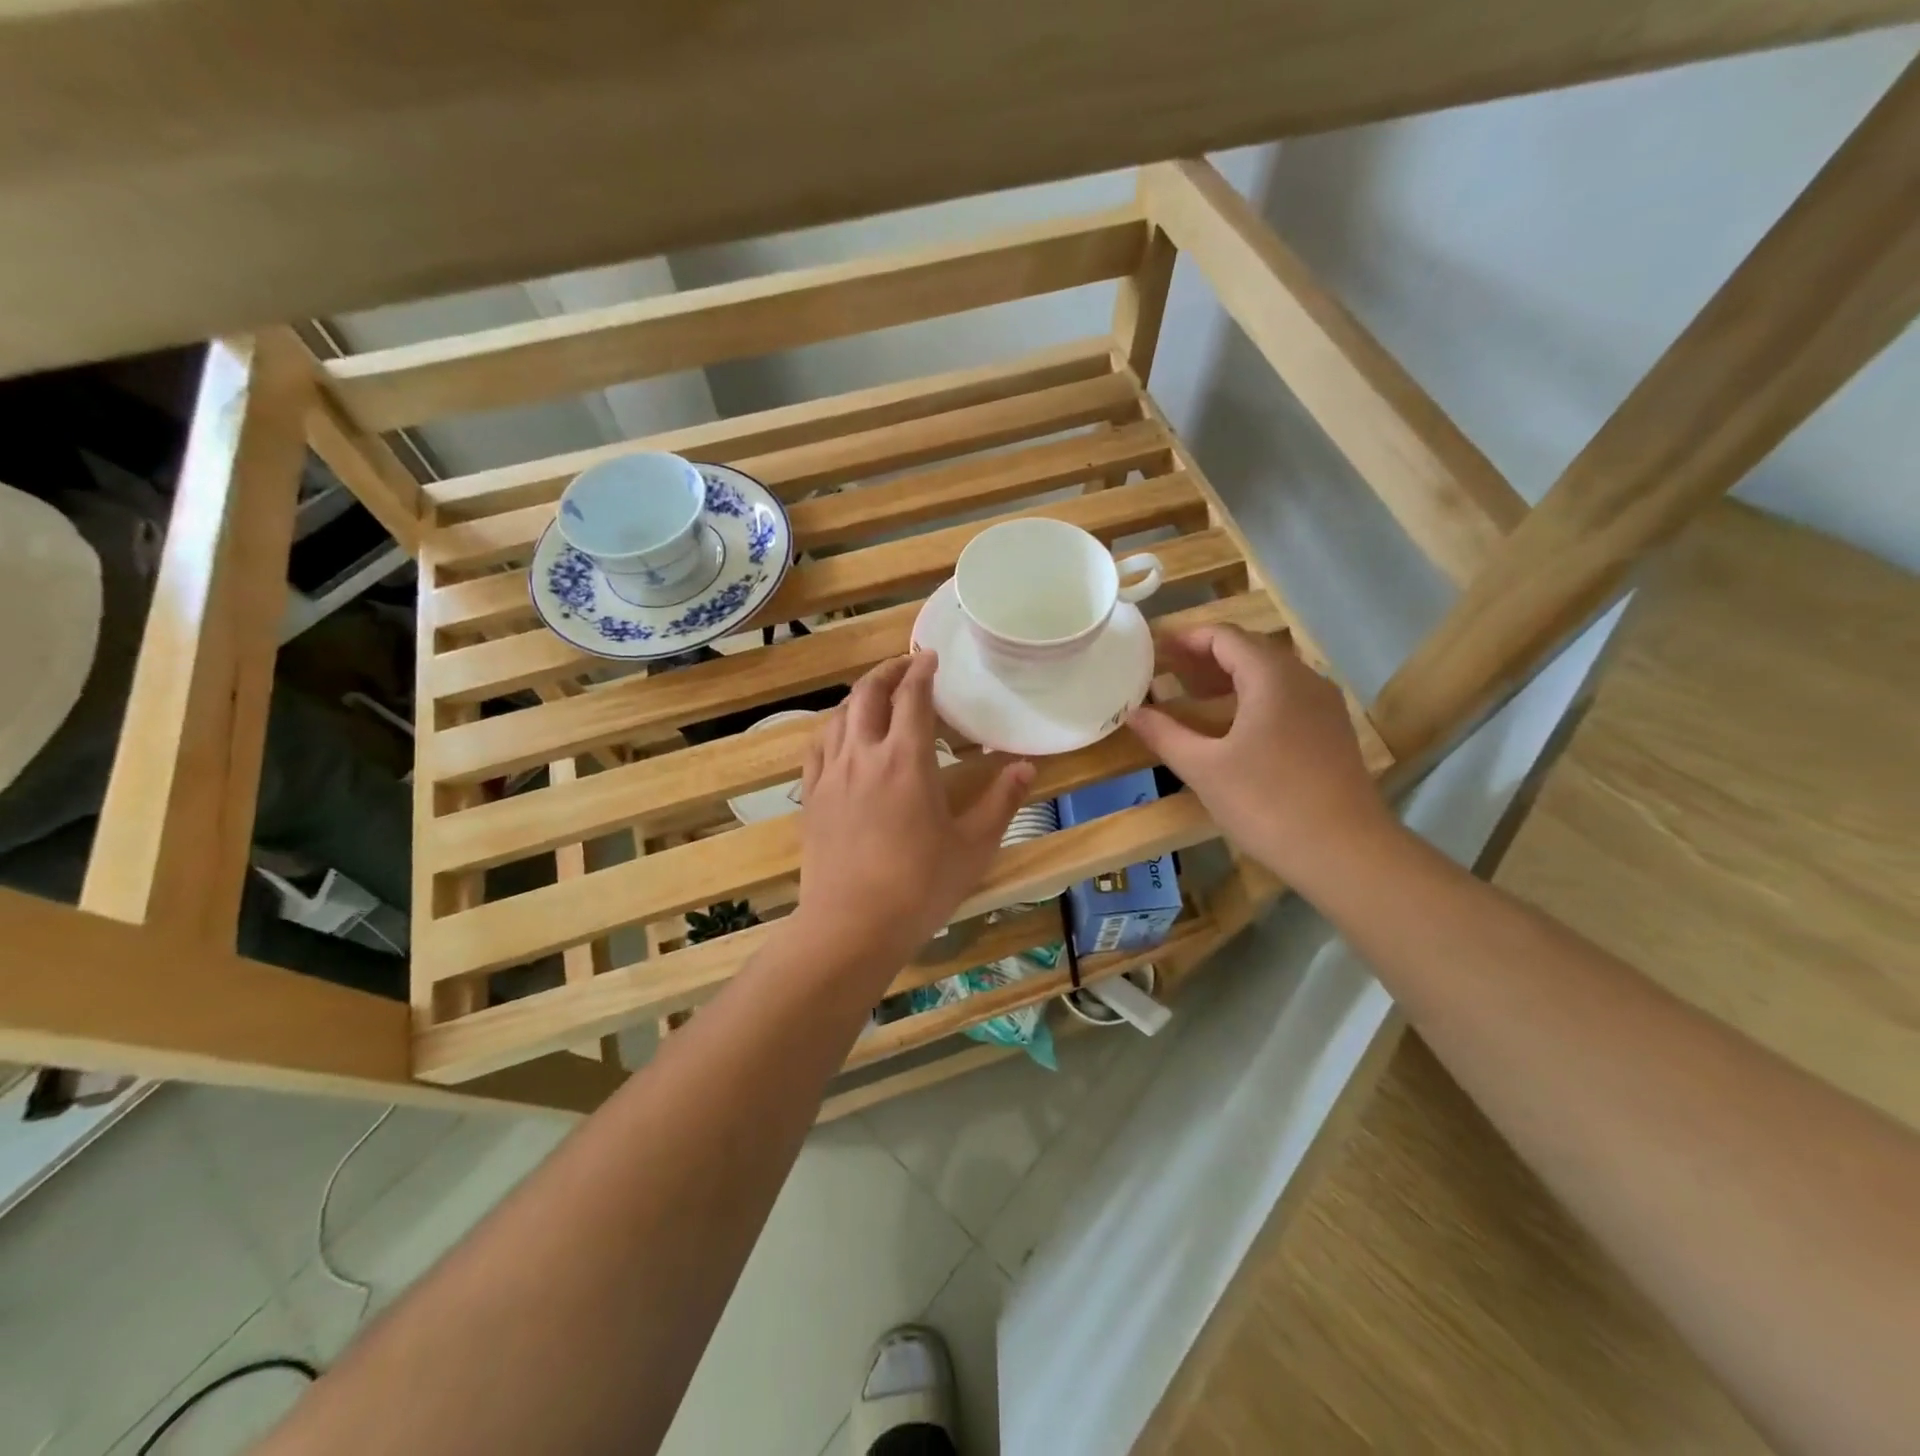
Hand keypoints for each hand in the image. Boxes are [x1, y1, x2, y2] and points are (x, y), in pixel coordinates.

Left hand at [793, 653, 1034, 971]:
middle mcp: (864, 755)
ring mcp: (832, 775)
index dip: (921, 670)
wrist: (851, 926)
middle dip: (887, 671)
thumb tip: (1026, 766)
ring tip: (876, 695)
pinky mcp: (811, 797)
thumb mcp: (973, 847)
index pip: (912, 696)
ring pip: (839, 716)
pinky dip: (832, 728)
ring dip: (859, 696)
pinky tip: (840, 735)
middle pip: (868, 694)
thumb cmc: (919, 887)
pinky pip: (817, 747)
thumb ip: (1001, 802)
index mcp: (906, 760)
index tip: (930, 658)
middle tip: (905, 665)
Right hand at [1127, 626, 1395, 896]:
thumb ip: (1166, 735)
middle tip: (1167, 673)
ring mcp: (1323, 705)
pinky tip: (1232, 727)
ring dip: (1229, 679)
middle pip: (1249, 651)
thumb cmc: (1267, 803)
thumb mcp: (1204, 769)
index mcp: (1272, 676)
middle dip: (1205, 658)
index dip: (1187, 639)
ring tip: (1192, 698)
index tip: (1154, 650)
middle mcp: (1303, 678)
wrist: (1346, 852)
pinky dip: (1252, 698)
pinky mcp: (1332, 731)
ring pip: (1270, 675)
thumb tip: (1133, 713)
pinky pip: (1286, 697)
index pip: (1225, 636)